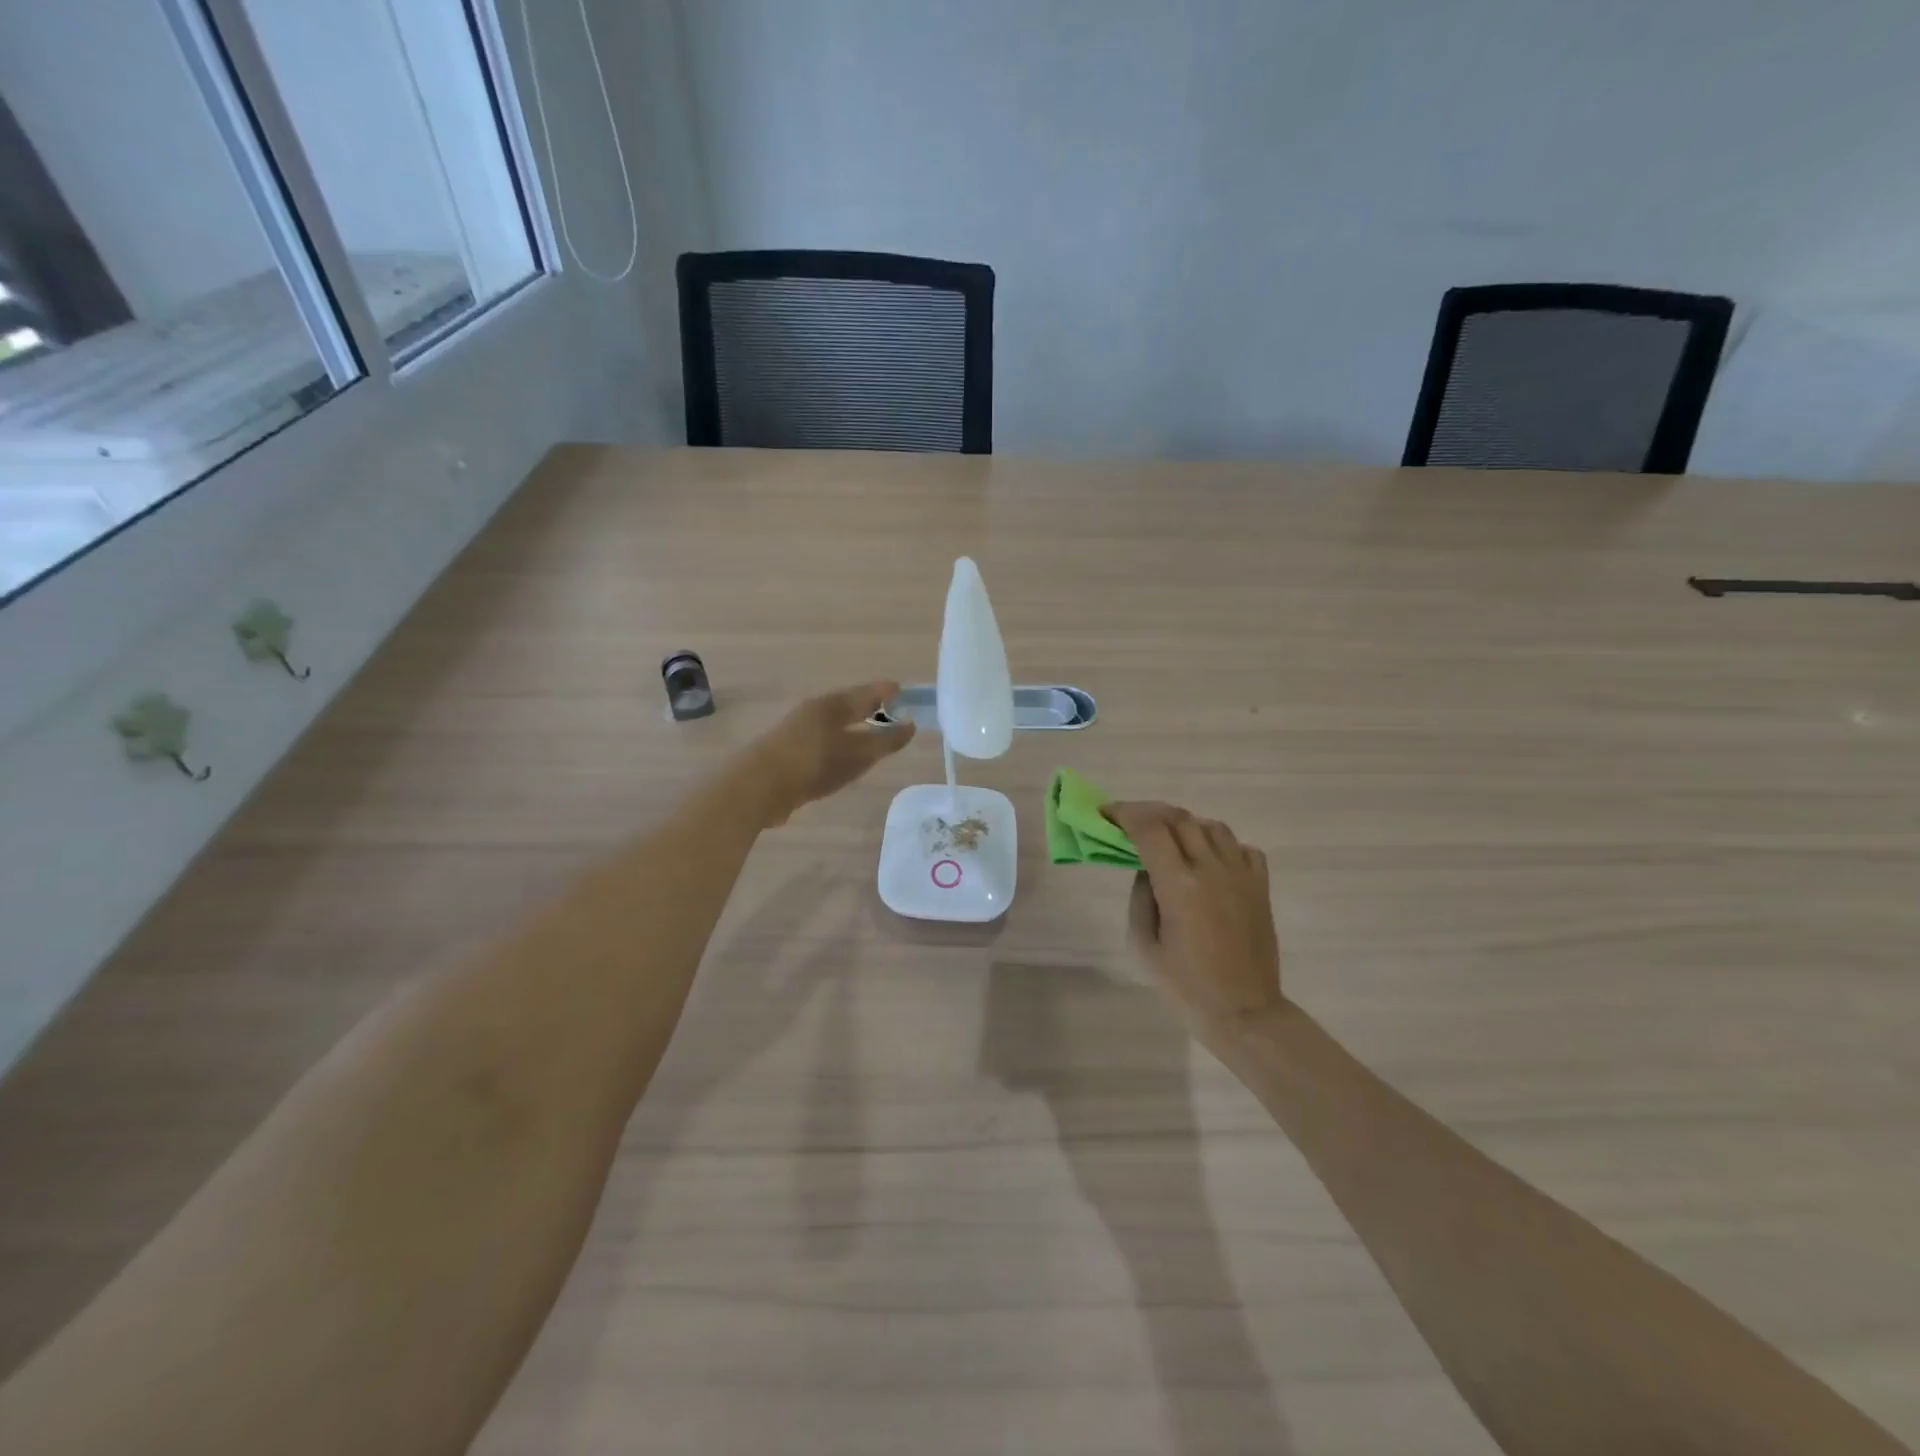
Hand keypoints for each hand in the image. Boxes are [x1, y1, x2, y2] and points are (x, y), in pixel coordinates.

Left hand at [752, 682, 915, 825]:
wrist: (758, 786)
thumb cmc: (813, 763)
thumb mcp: (857, 754)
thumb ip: (885, 741)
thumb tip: (910, 725)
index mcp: (832, 705)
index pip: (866, 693)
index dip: (886, 692)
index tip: (904, 692)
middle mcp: (814, 712)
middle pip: (848, 705)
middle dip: (870, 707)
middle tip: (892, 710)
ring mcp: (798, 732)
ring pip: (834, 724)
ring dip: (854, 727)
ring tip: (871, 735)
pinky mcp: (789, 753)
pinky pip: (824, 743)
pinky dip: (840, 745)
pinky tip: (843, 758)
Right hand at [1104, 801, 1283, 1033]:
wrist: (1244, 1012)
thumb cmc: (1185, 986)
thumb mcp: (1143, 944)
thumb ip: (1141, 896)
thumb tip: (1147, 868)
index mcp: (1179, 885)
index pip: (1149, 829)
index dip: (1124, 813)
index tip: (1107, 813)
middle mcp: (1212, 869)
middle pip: (1179, 819)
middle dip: (1149, 813)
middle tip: (1130, 821)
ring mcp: (1241, 875)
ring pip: (1212, 826)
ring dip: (1186, 824)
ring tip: (1170, 838)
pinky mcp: (1260, 886)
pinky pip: (1242, 847)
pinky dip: (1221, 844)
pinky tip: (1209, 860)